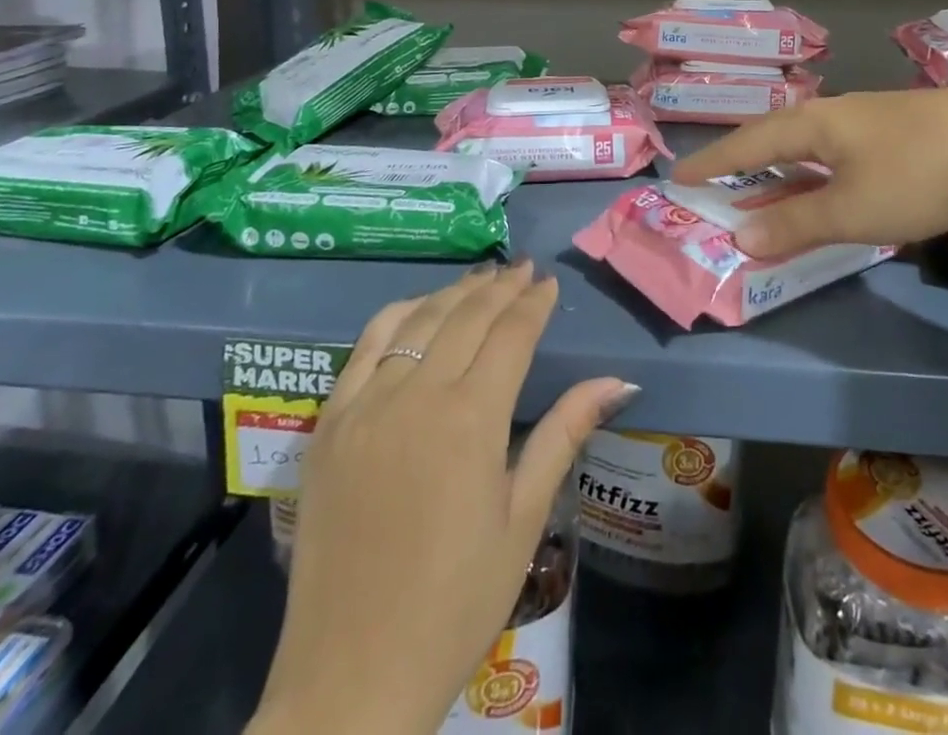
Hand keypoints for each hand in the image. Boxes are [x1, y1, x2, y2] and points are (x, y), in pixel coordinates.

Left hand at [250, 263, 634, 734]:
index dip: (533, 303)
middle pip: (467, 316)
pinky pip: (365, 346)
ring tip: (482, 278)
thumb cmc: (456, 602)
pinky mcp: (330, 423)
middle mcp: (418, 395)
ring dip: (455, 293)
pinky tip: (418, 308)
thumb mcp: (523, 520)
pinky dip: (397, 315)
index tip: (548, 283)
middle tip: (523, 269)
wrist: (352, 677)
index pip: (511, 334)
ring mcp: (367, 405)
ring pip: (418, 321)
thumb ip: (564, 434)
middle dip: (501, 287)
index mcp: (472, 419)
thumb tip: (617, 380)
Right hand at [669, 88, 947, 258]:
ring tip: (769, 190)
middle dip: (747, 162)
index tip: (681, 175)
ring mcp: (877, 121)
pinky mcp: (909, 134)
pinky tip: (835, 186)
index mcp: (816, 123)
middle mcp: (840, 113)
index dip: (714, 161)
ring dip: (787, 172)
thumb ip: (796, 224)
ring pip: (816, 146)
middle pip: (779, 137)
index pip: (749, 142)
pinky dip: (823, 175)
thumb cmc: (919, 174)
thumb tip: (742, 236)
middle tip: (720, 182)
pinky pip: (845, 154)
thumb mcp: (851, 208)